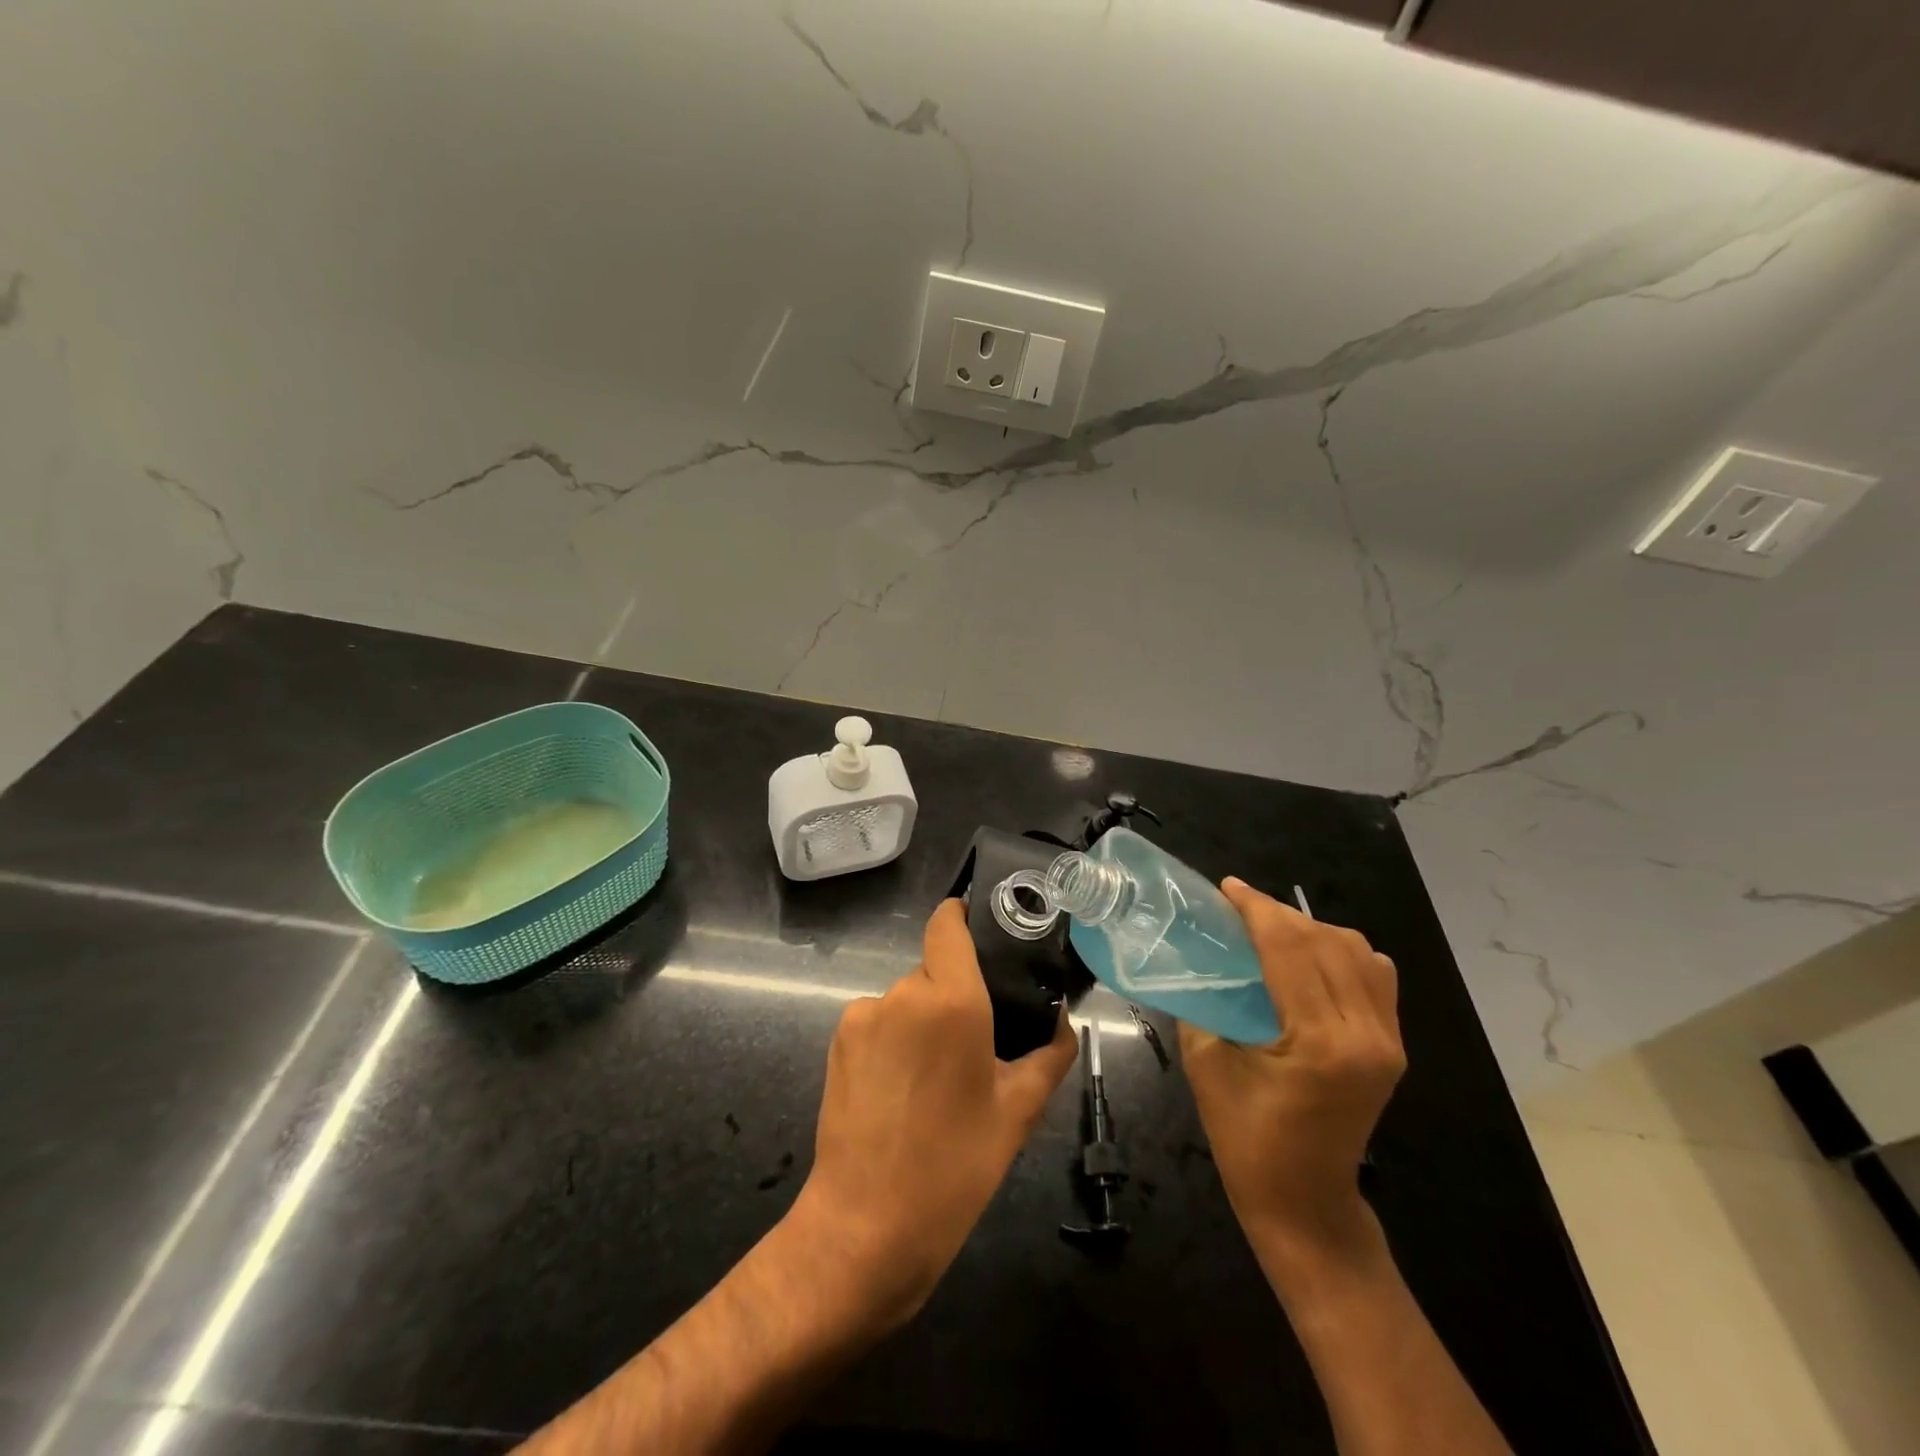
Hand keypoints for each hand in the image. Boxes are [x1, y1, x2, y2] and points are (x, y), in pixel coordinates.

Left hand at [789, 899, 1077, 1330]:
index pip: (948, 922)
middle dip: (956, 995)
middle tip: (975, 1046)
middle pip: (935, 968)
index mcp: (952, 1000)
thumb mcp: (1018, 1112)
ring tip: (935, 1079)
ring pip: (907, 998)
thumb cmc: (955, 1167)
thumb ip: (1049, 1053)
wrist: (866, 1227)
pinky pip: (879, 1020)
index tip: (984, 934)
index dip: (964, 916)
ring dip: (924, 1021)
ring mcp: (864, 1014)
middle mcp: (903, 992)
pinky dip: (894, 1039)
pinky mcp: (837, 1038)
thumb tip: (1063, 1020)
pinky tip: (901, 1089)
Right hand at [1178, 878, 1404, 1271]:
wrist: (1306, 1204)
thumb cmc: (1246, 1140)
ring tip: (1271, 930)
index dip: (1255, 908)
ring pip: (1356, 951)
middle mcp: (1365, 1033)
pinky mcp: (1392, 1047)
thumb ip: (1205, 1003)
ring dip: (1310, 929)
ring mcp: (1387, 1040)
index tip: (1226, 888)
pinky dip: (1341, 952)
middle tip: (1237, 906)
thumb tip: (1198, 959)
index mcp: (1319, 1041)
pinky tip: (1310, 958)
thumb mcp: (1207, 1063)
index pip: (1289, 947)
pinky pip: (1375, 975)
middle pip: (1323, 941)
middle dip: (1277, 912)